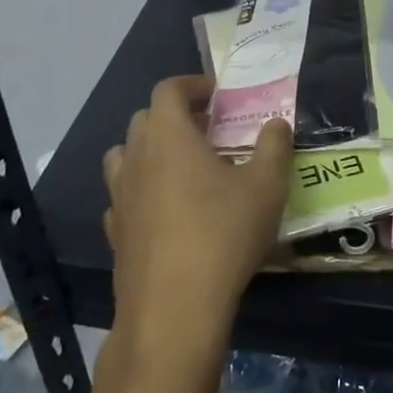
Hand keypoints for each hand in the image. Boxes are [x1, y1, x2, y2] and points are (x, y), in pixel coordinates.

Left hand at [102, 76, 293, 350]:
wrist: (174, 308)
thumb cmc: (223, 234)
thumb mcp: (266, 187)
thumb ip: (274, 147)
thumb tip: (276, 123)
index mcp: (169, 136)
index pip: (168, 90)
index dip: (191, 84)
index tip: (215, 94)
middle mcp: (137, 158)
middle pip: (144, 119)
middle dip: (173, 115)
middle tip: (206, 129)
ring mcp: (120, 196)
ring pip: (124, 156)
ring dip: (149, 150)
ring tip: (180, 166)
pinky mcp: (115, 232)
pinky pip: (123, 196)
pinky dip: (140, 191)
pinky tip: (163, 210)